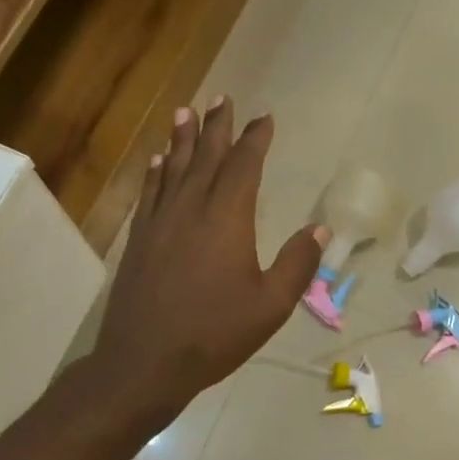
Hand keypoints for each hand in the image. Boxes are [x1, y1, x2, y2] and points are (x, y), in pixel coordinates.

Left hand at [93, 100, 325, 419]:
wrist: (144, 361)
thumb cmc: (214, 335)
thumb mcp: (269, 306)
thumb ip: (296, 265)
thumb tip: (319, 230)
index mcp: (226, 220)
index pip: (243, 166)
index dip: (254, 139)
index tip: (264, 118)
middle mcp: (190, 209)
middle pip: (205, 157)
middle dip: (216, 126)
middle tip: (222, 98)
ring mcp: (159, 223)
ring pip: (173, 168)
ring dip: (182, 138)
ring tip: (186, 111)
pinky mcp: (139, 240)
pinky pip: (149, 193)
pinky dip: (156, 172)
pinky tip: (158, 160)